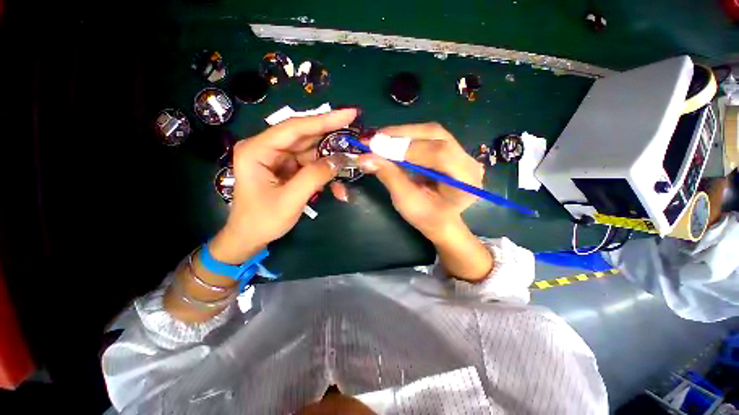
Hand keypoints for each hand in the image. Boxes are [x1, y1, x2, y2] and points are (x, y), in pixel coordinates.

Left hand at [209, 109, 357, 263]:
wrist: (249, 237)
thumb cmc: (263, 220)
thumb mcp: (290, 200)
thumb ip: (315, 177)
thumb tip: (340, 160)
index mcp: (257, 150)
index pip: (296, 128)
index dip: (325, 120)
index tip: (350, 113)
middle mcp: (266, 148)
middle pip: (305, 136)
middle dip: (332, 138)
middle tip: (356, 135)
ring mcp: (277, 158)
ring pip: (311, 151)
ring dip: (331, 160)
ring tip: (350, 165)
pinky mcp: (286, 168)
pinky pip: (310, 164)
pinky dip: (324, 173)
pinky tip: (336, 186)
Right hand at [357, 122, 484, 240]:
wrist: (441, 220)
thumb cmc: (426, 217)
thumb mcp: (406, 201)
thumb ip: (389, 176)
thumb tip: (364, 157)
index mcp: (465, 181)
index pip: (439, 153)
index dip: (407, 148)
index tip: (377, 147)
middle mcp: (469, 162)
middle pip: (436, 136)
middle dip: (402, 135)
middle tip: (375, 138)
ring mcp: (462, 153)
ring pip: (431, 132)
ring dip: (403, 133)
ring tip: (381, 139)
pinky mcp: (452, 149)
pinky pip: (429, 136)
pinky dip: (408, 137)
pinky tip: (393, 141)